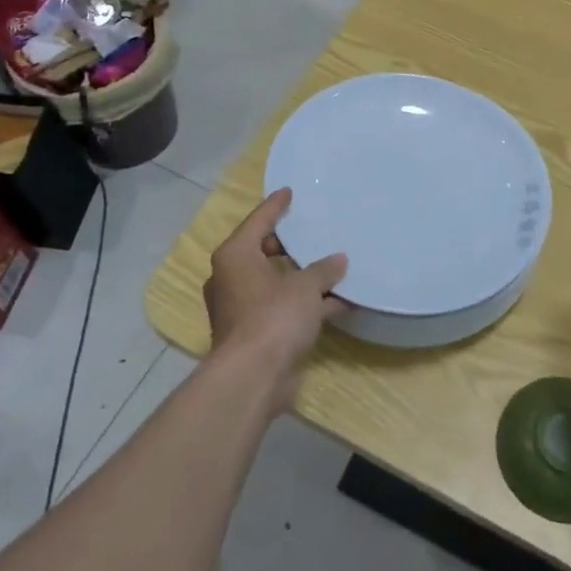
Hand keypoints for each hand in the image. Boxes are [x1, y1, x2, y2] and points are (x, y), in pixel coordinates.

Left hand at [203, 188, 348, 409]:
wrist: (253, 378)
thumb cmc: (273, 318)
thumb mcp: (305, 287)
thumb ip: (323, 270)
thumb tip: (338, 260)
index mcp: (235, 256)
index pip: (258, 221)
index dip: (276, 206)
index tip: (289, 192)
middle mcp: (232, 278)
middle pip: (263, 251)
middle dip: (289, 244)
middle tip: (312, 231)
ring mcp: (241, 308)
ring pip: (276, 283)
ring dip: (303, 279)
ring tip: (333, 267)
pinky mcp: (255, 333)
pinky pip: (283, 308)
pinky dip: (306, 304)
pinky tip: (339, 303)